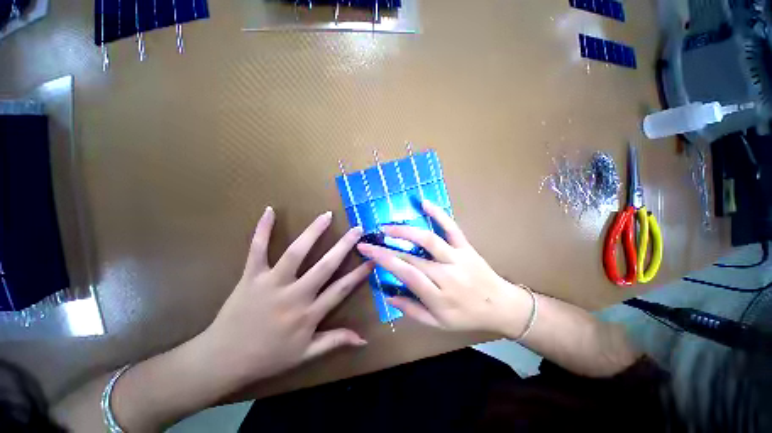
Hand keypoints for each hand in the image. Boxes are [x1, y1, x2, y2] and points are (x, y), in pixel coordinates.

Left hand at [197, 207, 371, 386]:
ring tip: (327, 216)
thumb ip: (335, 341)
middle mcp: (294, 295)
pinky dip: (263, 230)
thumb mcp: (305, 354)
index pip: (341, 289)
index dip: (360, 273)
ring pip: (296, 253)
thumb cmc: (267, 358)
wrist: (222, 360)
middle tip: (357, 229)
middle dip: (344, 246)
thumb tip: (364, 340)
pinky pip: (257, 249)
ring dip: (313, 232)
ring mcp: (271, 283)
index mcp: (309, 314)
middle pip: (325, 266)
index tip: (373, 259)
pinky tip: (270, 211)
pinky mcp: (251, 276)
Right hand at [357, 201, 531, 338]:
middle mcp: (446, 275)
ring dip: (405, 231)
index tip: (367, 252)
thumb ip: (412, 310)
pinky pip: (451, 228)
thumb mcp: (438, 324)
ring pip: (428, 240)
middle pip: (412, 258)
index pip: (406, 274)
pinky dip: (438, 214)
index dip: (384, 261)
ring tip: (388, 226)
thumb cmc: (467, 316)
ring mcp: (457, 257)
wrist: (501, 306)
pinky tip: (424, 203)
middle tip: (369, 240)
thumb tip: (388, 296)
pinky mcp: (466, 246)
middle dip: (386, 248)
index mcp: (438, 296)